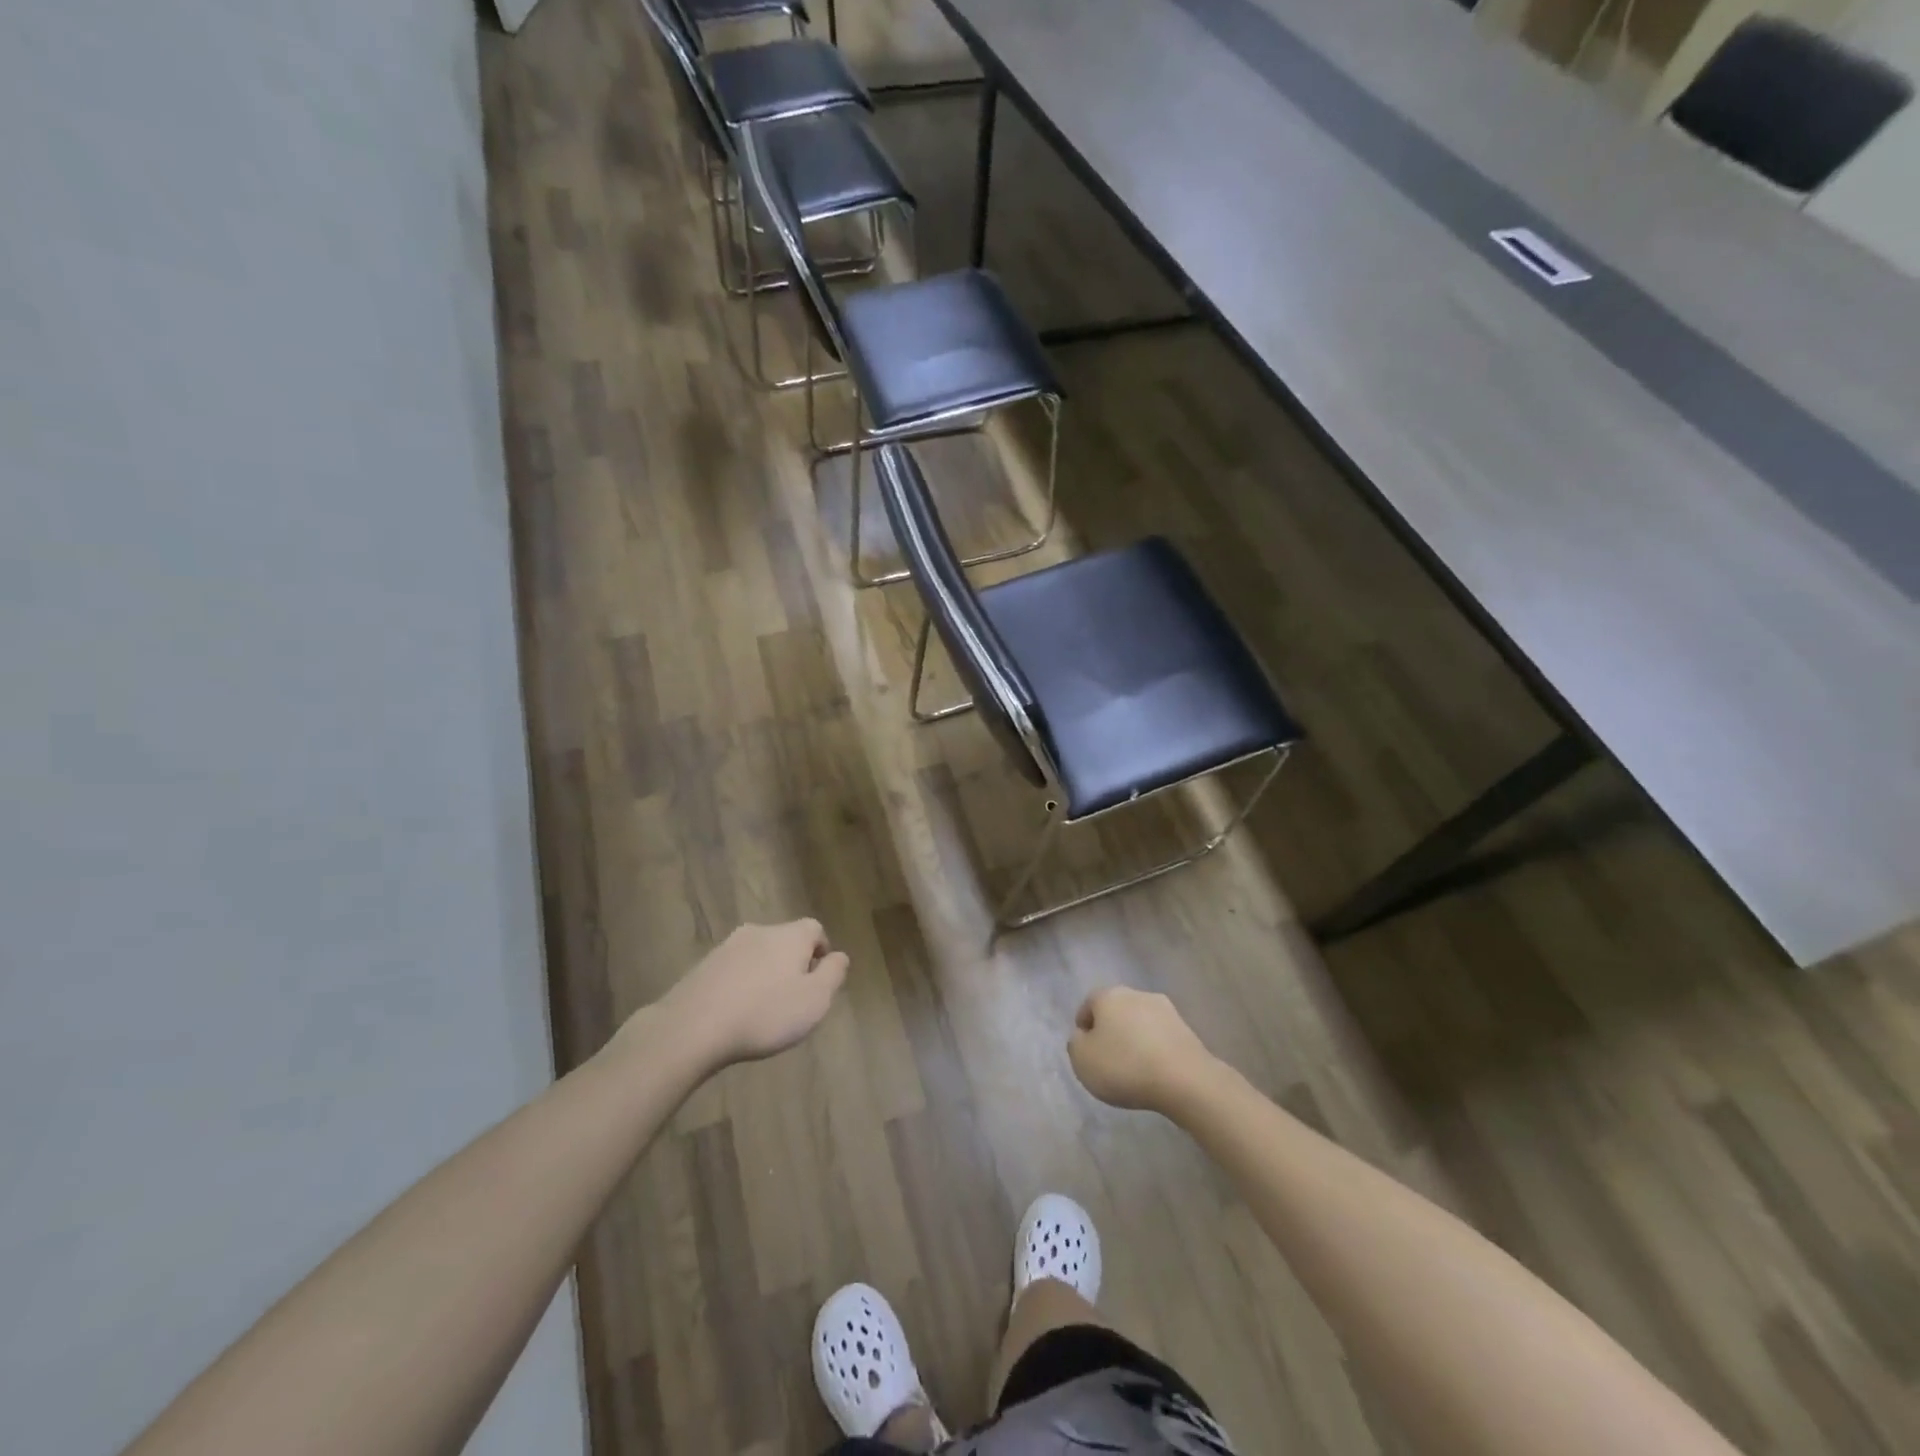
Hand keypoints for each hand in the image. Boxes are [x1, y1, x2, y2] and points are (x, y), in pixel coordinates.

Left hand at [655, 919, 848, 1067]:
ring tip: (763, 1010)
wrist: (692, 1027)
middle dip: (793, 965)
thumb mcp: (815, 1000)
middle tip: (793, 999)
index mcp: (790, 935)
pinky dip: (740, 985)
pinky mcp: (703, 966)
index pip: (815, 929)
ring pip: (758, 955)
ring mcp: (728, 946)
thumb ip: (834, 974)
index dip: (821, 952)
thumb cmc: (765, 1014)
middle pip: (786, 941)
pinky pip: (733, 970)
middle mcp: (760, 931)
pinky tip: (736, 1013)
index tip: (819, 981)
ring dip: (765, 975)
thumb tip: (839, 956)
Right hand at [1068, 987, 1220, 1114]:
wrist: (1185, 1080)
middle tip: (1108, 1058)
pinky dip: (1154, 1049)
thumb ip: (1076, 1044)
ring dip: (1135, 1038)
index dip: (1084, 1026)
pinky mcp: (1186, 1029)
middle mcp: (1136, 994)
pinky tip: (1154, 1071)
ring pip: (1140, 1022)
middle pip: (1116, 1010)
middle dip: (1111, 1030)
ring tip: (1133, 1067)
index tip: (1085, 1049)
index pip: (1089, 1004)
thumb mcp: (1082, 1060)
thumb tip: (1083, 1036)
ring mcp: (1165, 1009)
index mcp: (1108, 996)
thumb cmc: (1125, 1067)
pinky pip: (1160, 1037)